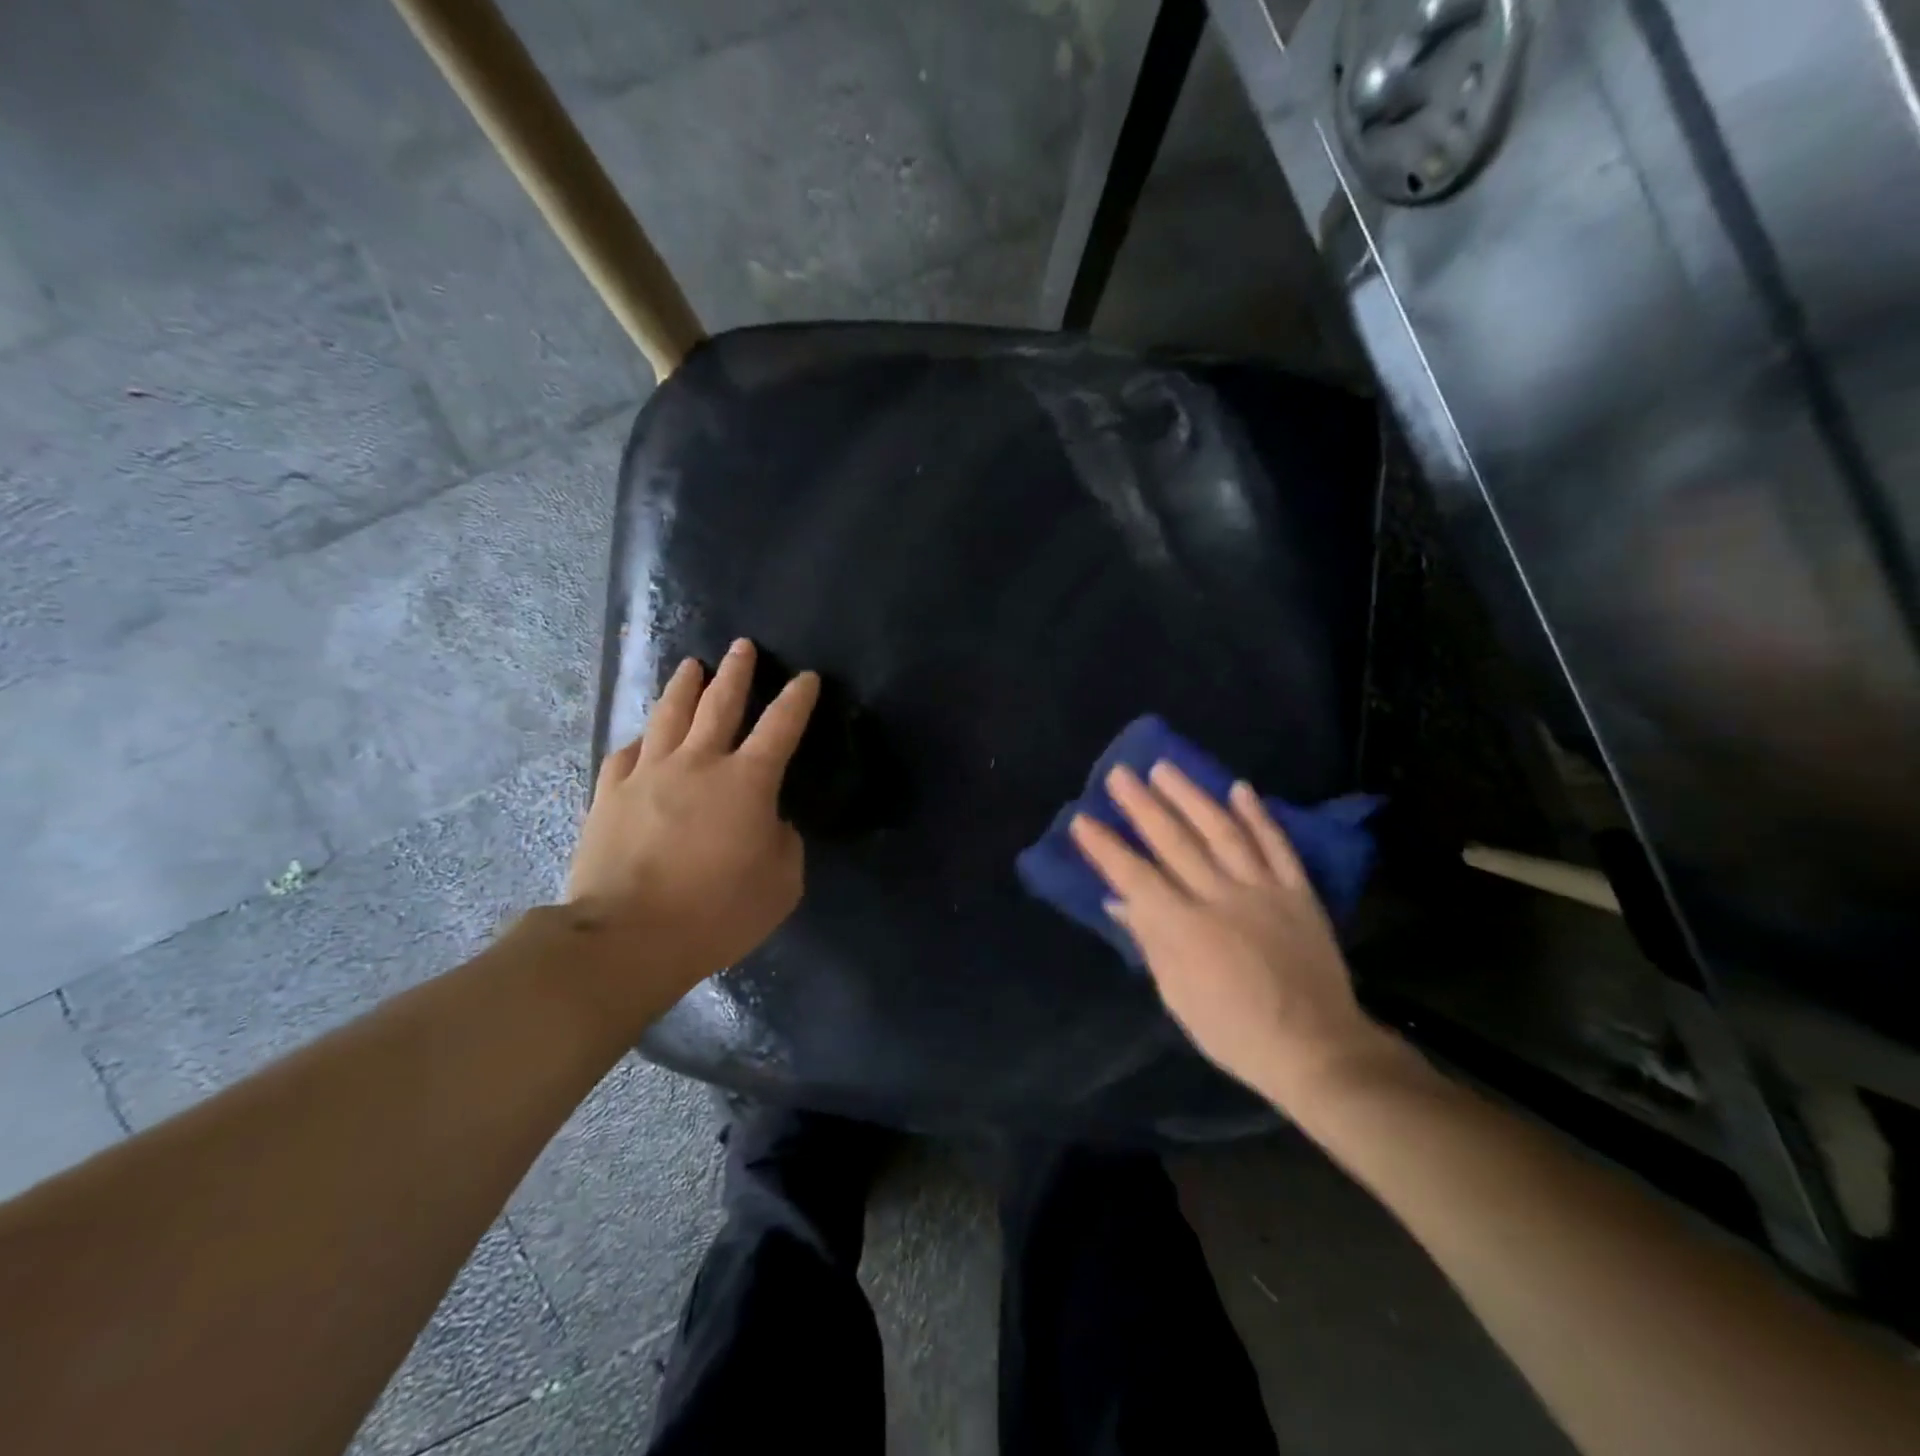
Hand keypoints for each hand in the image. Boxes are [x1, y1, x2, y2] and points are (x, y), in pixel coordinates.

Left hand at [566, 639, 819, 1007]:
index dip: (797, 699)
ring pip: (669, 715)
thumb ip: (784, 844)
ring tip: (691, 666)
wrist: (626, 937)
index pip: (781, 726)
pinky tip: (644, 737)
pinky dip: (642, 740)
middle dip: (737, 672)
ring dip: (684, 687)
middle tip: (742, 646)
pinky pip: (627, 754)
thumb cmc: (716, 912)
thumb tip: (769, 823)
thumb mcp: (781, 884)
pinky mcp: (609, 794)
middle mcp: (698, 763)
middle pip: (719, 703)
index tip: (806, 678)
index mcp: (747, 781)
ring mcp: (648, 774)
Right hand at [1071, 761, 1405, 1113]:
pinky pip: (1277, 846)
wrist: (1315, 1047)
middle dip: (1142, 806)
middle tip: (1119, 774)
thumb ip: (1150, 942)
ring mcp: (1263, 890)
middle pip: (1175, 842)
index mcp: (1185, 929)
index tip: (1082, 820)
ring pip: (1222, 831)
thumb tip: (1120, 901)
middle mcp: (1220, 898)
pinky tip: (1240, 789)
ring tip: (1165, 768)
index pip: (1135, 877)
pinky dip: (1258, 816)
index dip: (1106, 847)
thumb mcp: (1177, 996)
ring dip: (1191, 796)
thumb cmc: (1233, 1031)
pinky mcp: (1297, 893)